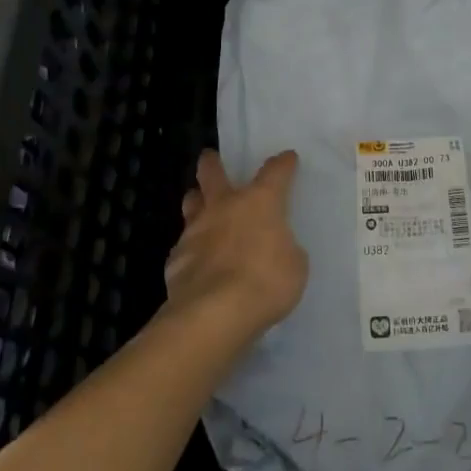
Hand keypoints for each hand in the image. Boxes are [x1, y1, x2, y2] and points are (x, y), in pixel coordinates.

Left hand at [163, 149, 307, 347]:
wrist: (213, 313)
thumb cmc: (265, 282)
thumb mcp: (294, 266)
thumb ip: (284, 249)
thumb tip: (275, 248)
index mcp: (260, 202)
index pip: (275, 172)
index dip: (283, 164)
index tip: (287, 158)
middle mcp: (225, 207)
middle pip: (213, 173)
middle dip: (212, 163)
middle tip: (209, 157)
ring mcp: (196, 230)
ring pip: (192, 203)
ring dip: (196, 200)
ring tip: (197, 201)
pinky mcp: (176, 258)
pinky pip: (184, 245)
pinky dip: (191, 248)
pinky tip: (194, 260)